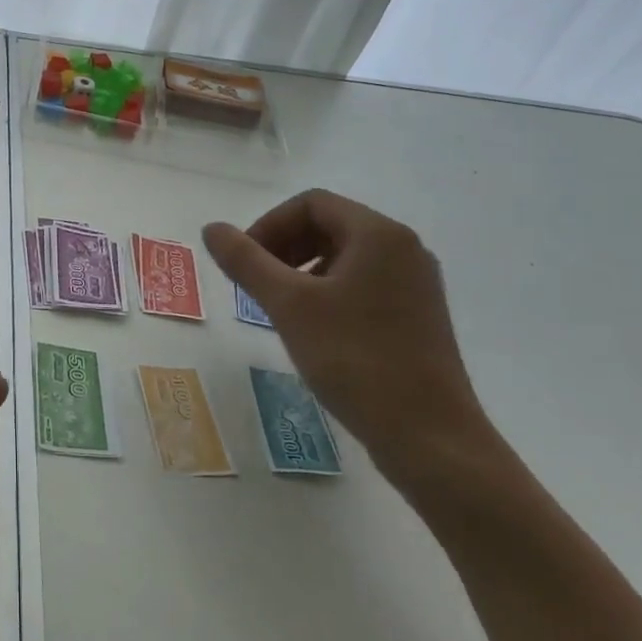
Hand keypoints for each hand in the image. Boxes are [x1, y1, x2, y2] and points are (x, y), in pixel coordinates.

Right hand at [202, 189, 499, 489]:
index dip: (268, 225)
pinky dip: (328, 291)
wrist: (429, 437)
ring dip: (302, 269)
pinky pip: (363, 283)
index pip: (311, 204)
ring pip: (345, 256)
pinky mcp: (418, 315)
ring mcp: (415, 283)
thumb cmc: (355, 360)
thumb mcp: (289, 306)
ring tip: (278, 307)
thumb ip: (246, 261)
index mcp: (378, 234)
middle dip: (284, 246)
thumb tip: (212, 228)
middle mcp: (404, 248)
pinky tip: (312, 328)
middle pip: (329, 225)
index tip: (244, 263)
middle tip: (255, 284)